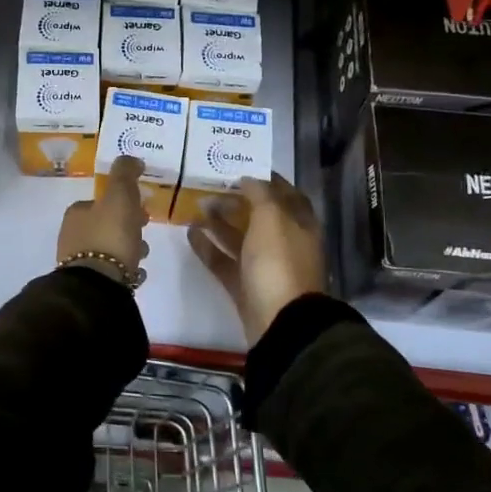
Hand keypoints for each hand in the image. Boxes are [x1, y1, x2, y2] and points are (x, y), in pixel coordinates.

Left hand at [57, 155, 149, 284]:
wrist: (98, 286)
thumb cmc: (109, 236)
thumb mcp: (120, 196)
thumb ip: (124, 174)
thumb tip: (130, 159)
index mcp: (76, 213)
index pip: (99, 202)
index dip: (122, 203)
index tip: (141, 209)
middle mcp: (72, 236)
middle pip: (104, 225)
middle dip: (126, 227)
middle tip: (144, 232)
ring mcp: (77, 263)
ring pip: (108, 249)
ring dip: (127, 249)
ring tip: (142, 256)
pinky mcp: (87, 285)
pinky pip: (110, 272)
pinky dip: (123, 269)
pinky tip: (136, 274)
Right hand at [188, 174, 326, 345]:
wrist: (279, 322)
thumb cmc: (279, 262)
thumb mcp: (272, 218)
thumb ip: (259, 194)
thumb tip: (249, 179)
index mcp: (300, 225)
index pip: (287, 195)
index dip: (268, 180)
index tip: (241, 169)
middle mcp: (285, 244)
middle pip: (260, 216)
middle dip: (237, 201)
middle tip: (211, 187)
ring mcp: (264, 267)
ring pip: (240, 239)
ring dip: (220, 222)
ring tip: (197, 206)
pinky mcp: (244, 287)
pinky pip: (224, 261)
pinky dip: (208, 247)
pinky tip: (190, 233)